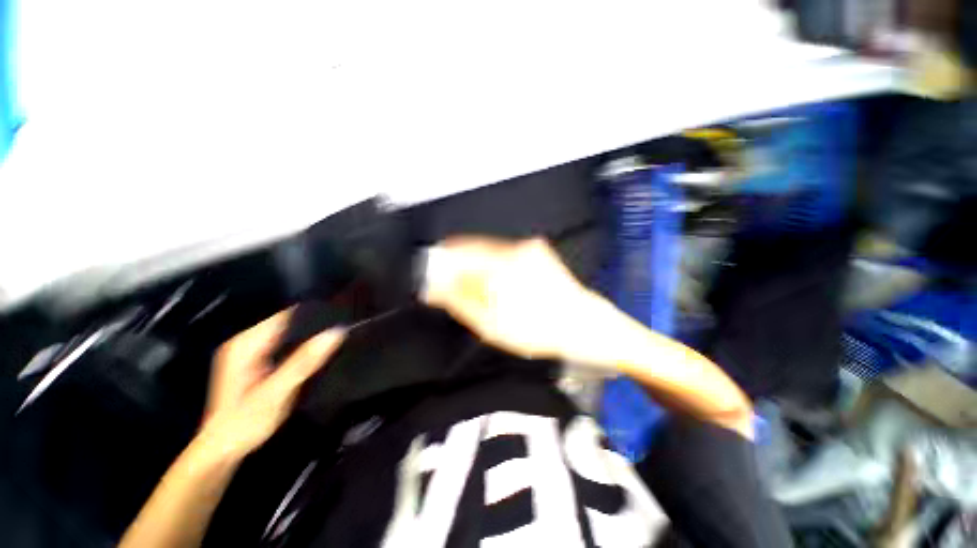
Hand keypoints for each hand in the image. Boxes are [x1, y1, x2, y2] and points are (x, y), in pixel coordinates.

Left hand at [196, 310, 346, 460]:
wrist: (221, 449)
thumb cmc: (246, 421)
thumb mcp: (277, 391)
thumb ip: (305, 362)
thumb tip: (336, 332)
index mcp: (246, 344)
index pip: (285, 315)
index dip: (312, 312)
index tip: (339, 313)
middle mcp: (245, 342)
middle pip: (286, 322)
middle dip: (313, 324)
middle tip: (342, 326)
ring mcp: (249, 351)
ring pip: (286, 333)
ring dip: (308, 335)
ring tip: (336, 335)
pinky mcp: (254, 361)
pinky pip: (283, 344)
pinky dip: (300, 345)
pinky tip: (316, 351)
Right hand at [422, 237, 594, 360]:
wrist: (583, 325)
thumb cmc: (539, 329)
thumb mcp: (492, 325)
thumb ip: (461, 301)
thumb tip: (436, 284)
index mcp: (502, 266)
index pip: (459, 251)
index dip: (442, 263)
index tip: (434, 276)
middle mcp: (515, 248)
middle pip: (473, 249)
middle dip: (460, 268)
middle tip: (455, 289)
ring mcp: (529, 247)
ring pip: (489, 252)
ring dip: (478, 269)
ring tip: (482, 293)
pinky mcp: (537, 251)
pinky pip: (505, 255)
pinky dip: (495, 268)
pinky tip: (500, 287)